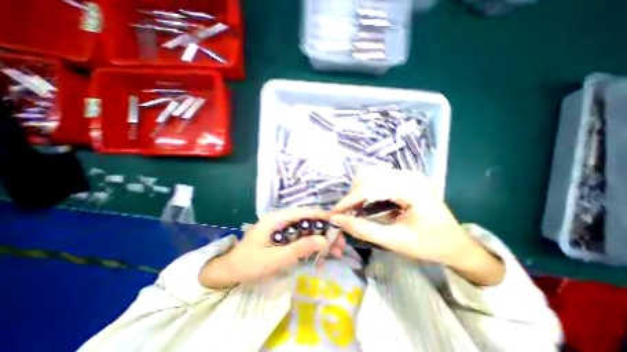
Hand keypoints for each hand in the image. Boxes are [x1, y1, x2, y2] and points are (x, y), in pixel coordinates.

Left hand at [198, 208, 340, 287]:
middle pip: (308, 220)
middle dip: (325, 230)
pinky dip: (312, 242)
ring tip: (335, 251)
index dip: (323, 216)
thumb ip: (299, 249)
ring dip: (321, 237)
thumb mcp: (275, 259)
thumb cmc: (249, 264)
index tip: (339, 223)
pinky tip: (321, 252)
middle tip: (339, 245)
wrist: (230, 271)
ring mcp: (283, 226)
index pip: (304, 212)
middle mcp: (282, 218)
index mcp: (277, 218)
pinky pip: (301, 235)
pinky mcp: (283, 234)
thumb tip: (323, 240)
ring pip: (307, 227)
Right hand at [328, 168, 502, 285]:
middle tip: (346, 215)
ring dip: (358, 193)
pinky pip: (377, 180)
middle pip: (367, 177)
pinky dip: (367, 192)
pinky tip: (366, 205)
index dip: (347, 201)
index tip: (334, 214)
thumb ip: (363, 229)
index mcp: (410, 187)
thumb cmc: (430, 245)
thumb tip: (337, 220)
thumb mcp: (395, 241)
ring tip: (355, 211)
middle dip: (352, 196)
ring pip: (370, 176)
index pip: (368, 188)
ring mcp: (406, 174)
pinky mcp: (404, 179)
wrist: (457, 243)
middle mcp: (407, 174)